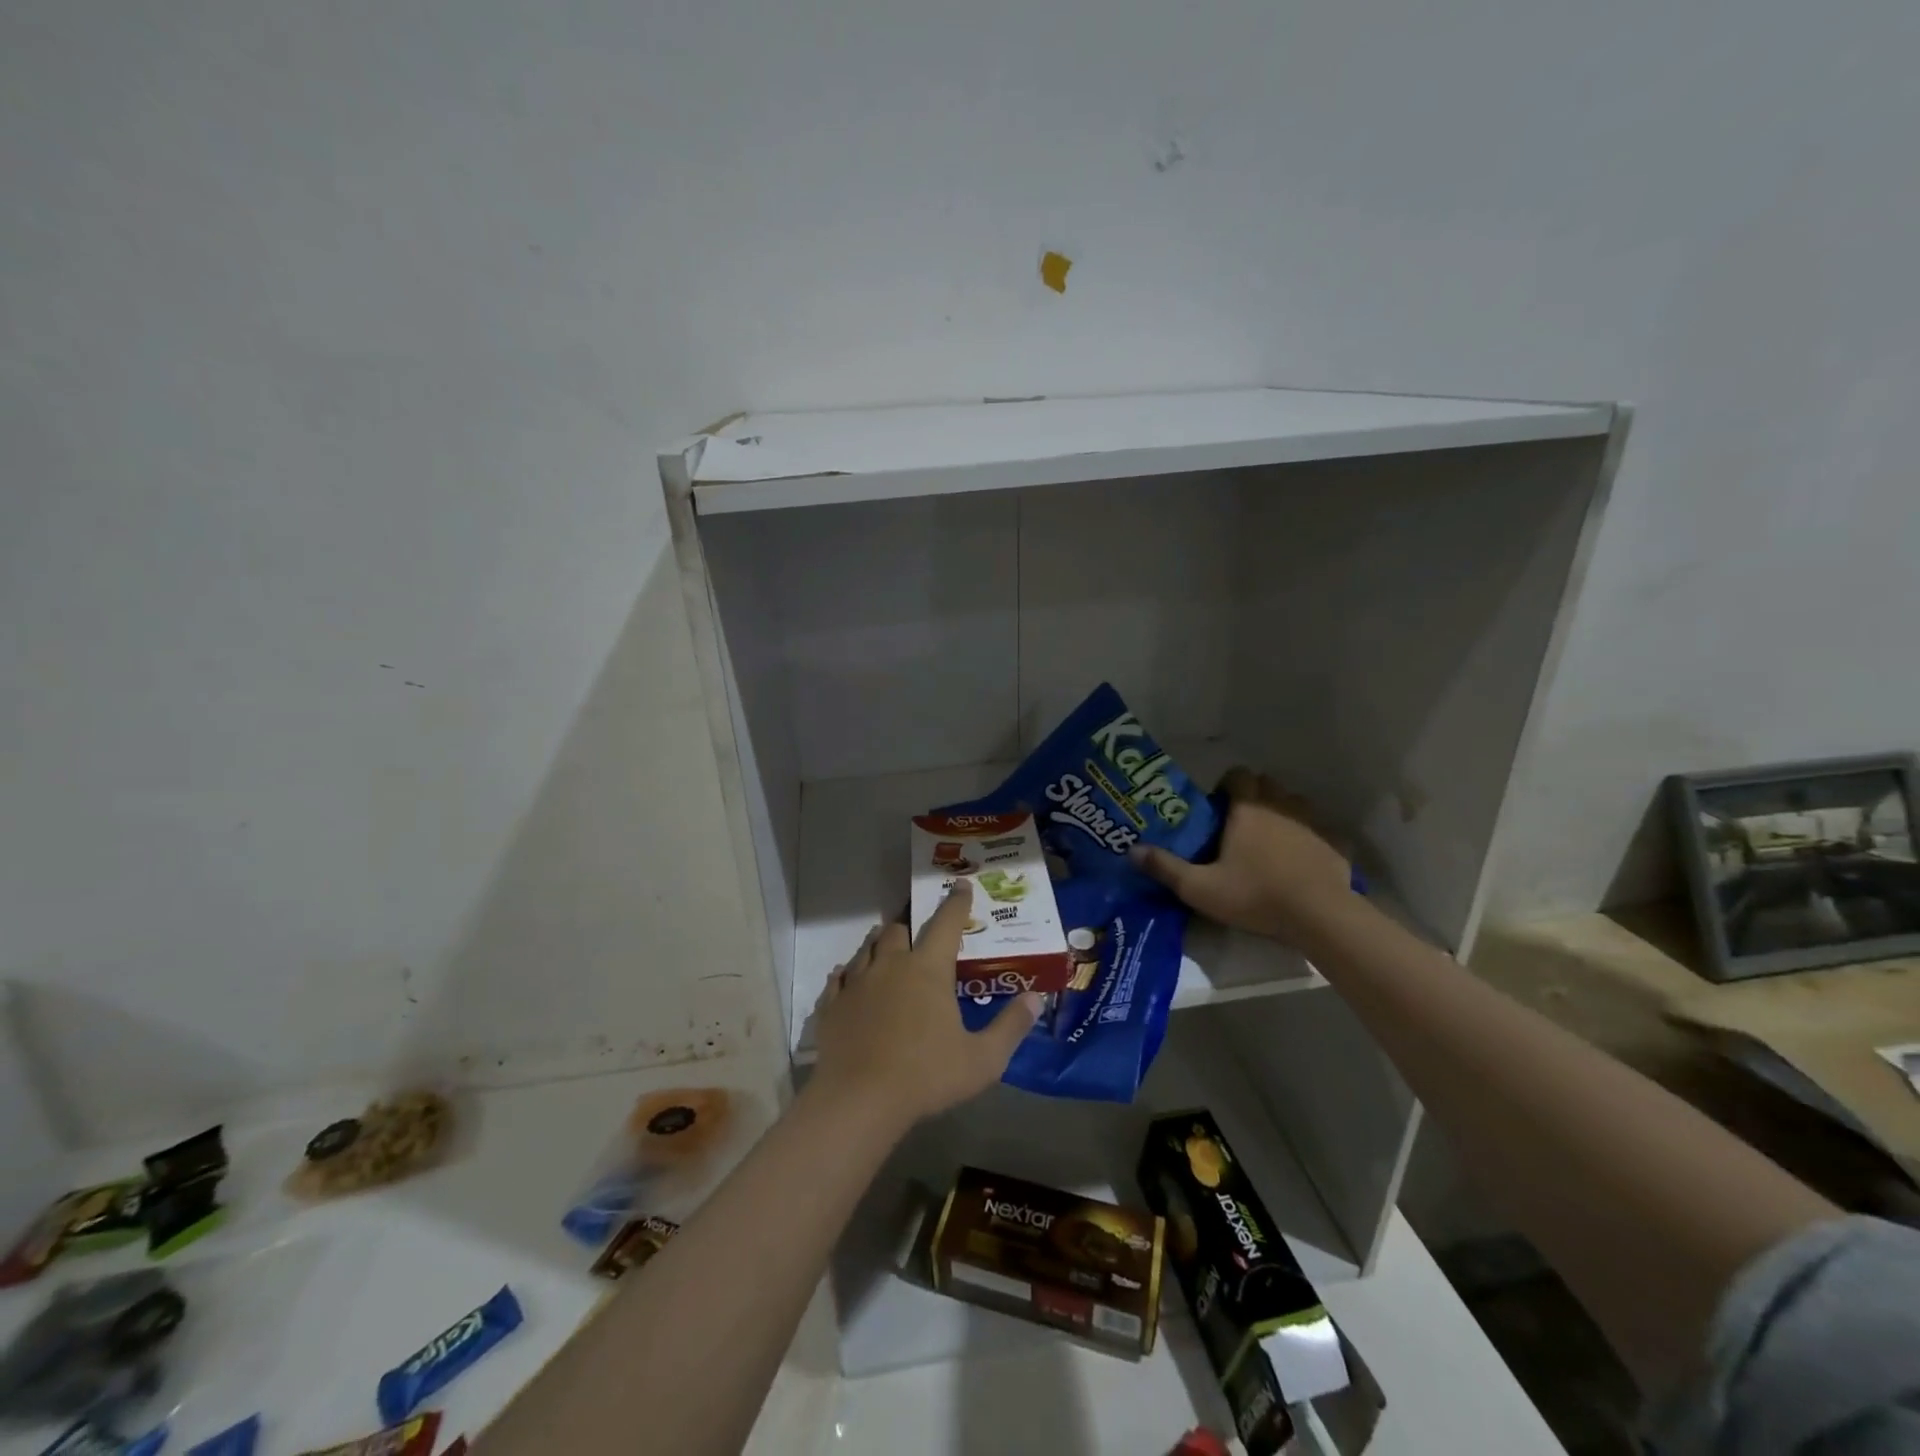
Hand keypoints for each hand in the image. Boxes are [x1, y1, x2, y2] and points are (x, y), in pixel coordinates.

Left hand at [810, 884, 1040, 1125]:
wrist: (859, 1100)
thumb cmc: (926, 1075)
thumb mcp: (982, 1059)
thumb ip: (1011, 1027)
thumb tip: (1036, 999)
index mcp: (928, 969)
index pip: (946, 923)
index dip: (956, 902)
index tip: (961, 885)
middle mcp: (891, 965)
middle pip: (898, 929)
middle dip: (910, 922)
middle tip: (919, 927)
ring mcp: (857, 983)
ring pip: (867, 948)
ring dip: (879, 942)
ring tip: (886, 942)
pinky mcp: (832, 1005)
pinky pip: (839, 978)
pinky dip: (847, 973)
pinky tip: (848, 977)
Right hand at [1132, 768, 1350, 943]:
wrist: (1320, 917)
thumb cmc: (1256, 896)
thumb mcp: (1200, 888)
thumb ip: (1165, 868)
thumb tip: (1131, 850)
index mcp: (1248, 809)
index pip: (1238, 774)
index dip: (1226, 784)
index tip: (1218, 807)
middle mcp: (1281, 806)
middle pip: (1267, 784)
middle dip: (1253, 797)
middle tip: (1239, 825)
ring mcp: (1313, 823)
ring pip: (1295, 804)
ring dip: (1282, 813)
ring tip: (1270, 842)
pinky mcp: (1336, 844)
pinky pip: (1320, 830)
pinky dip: (1309, 838)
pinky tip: (1301, 861)